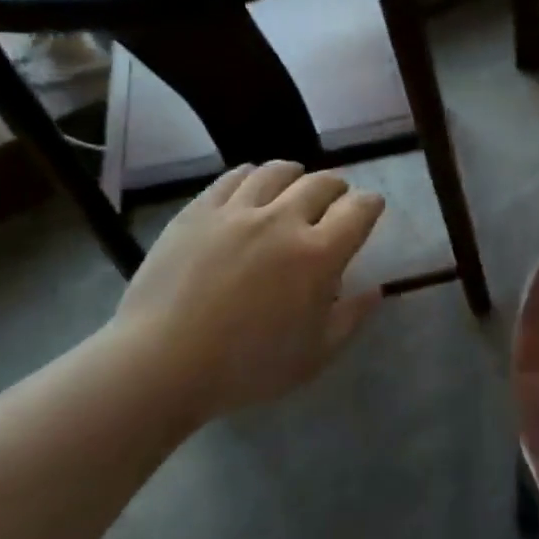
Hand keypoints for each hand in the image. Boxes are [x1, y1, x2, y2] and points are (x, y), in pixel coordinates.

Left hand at [102, 161, 384, 421]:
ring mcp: (238, 211)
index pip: (359, 210)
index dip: (371, 205)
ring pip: (278, 171)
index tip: (370, 208)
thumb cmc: (247, 367)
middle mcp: (283, 220)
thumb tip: (376, 290)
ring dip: (296, 175)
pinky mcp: (199, 210)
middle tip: (335, 200)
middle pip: (322, 183)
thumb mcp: (314, 356)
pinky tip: (252, 186)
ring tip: (294, 184)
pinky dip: (253, 176)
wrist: (162, 363)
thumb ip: (351, 318)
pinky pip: (235, 177)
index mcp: (319, 255)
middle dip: (337, 188)